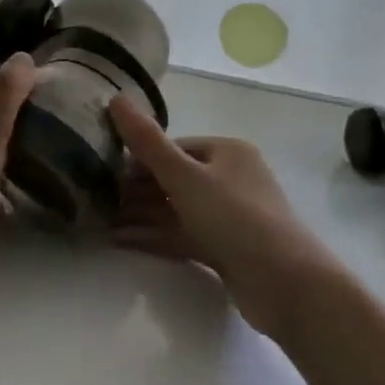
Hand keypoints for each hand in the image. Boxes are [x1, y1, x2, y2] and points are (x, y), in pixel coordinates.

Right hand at [108, 96, 335, 336]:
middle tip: (96, 199)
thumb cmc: (236, 218)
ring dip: (140, 215)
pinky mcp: (227, 250)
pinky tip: (121, 241)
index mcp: (227, 152)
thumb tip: (115, 98)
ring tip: (101, 222)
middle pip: (173, 179)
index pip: (173, 147)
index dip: (138, 158)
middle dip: (136, 190)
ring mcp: (230, 217)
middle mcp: (231, 179)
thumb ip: (147, 141)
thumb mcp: (184, 176)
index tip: (103, 171)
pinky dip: (154, 237)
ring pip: (176, 210)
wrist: (288, 286)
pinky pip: (183, 235)